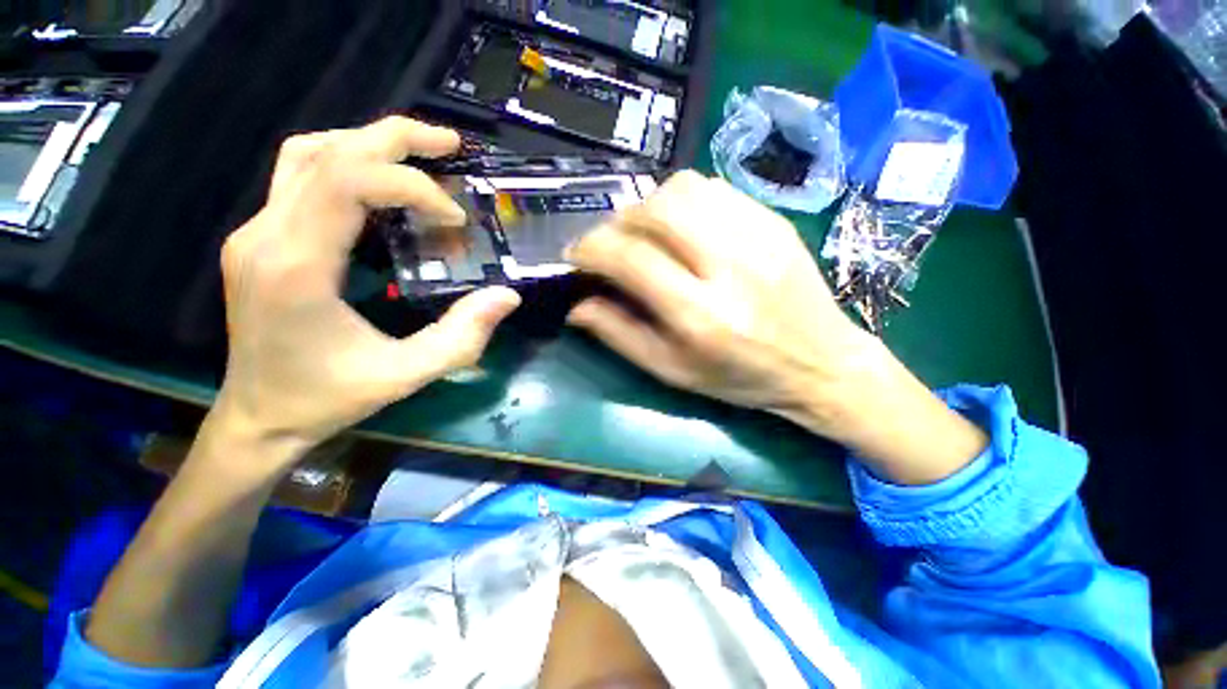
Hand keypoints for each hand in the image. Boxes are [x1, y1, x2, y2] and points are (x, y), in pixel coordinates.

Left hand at [213, 117, 520, 471]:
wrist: (258, 416)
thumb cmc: (328, 399)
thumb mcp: (407, 375)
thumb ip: (462, 337)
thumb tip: (507, 296)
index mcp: (295, 266)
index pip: (348, 182)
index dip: (413, 186)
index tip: (455, 217)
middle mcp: (265, 235)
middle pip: (327, 151)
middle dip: (396, 139)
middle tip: (451, 146)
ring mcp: (255, 232)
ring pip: (307, 154)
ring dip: (367, 143)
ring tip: (421, 153)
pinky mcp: (260, 239)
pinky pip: (300, 177)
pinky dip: (347, 164)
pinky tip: (382, 184)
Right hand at [566, 171, 985, 483]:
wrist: (822, 363)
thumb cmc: (740, 377)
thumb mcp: (673, 372)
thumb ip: (620, 336)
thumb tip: (576, 305)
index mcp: (700, 314)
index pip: (630, 258)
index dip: (591, 249)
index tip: (576, 256)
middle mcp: (729, 266)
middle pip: (655, 211)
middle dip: (617, 223)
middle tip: (612, 246)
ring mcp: (758, 234)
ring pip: (683, 188)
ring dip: (648, 208)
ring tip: (645, 235)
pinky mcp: (773, 220)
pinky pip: (713, 188)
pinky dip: (682, 202)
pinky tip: (683, 228)